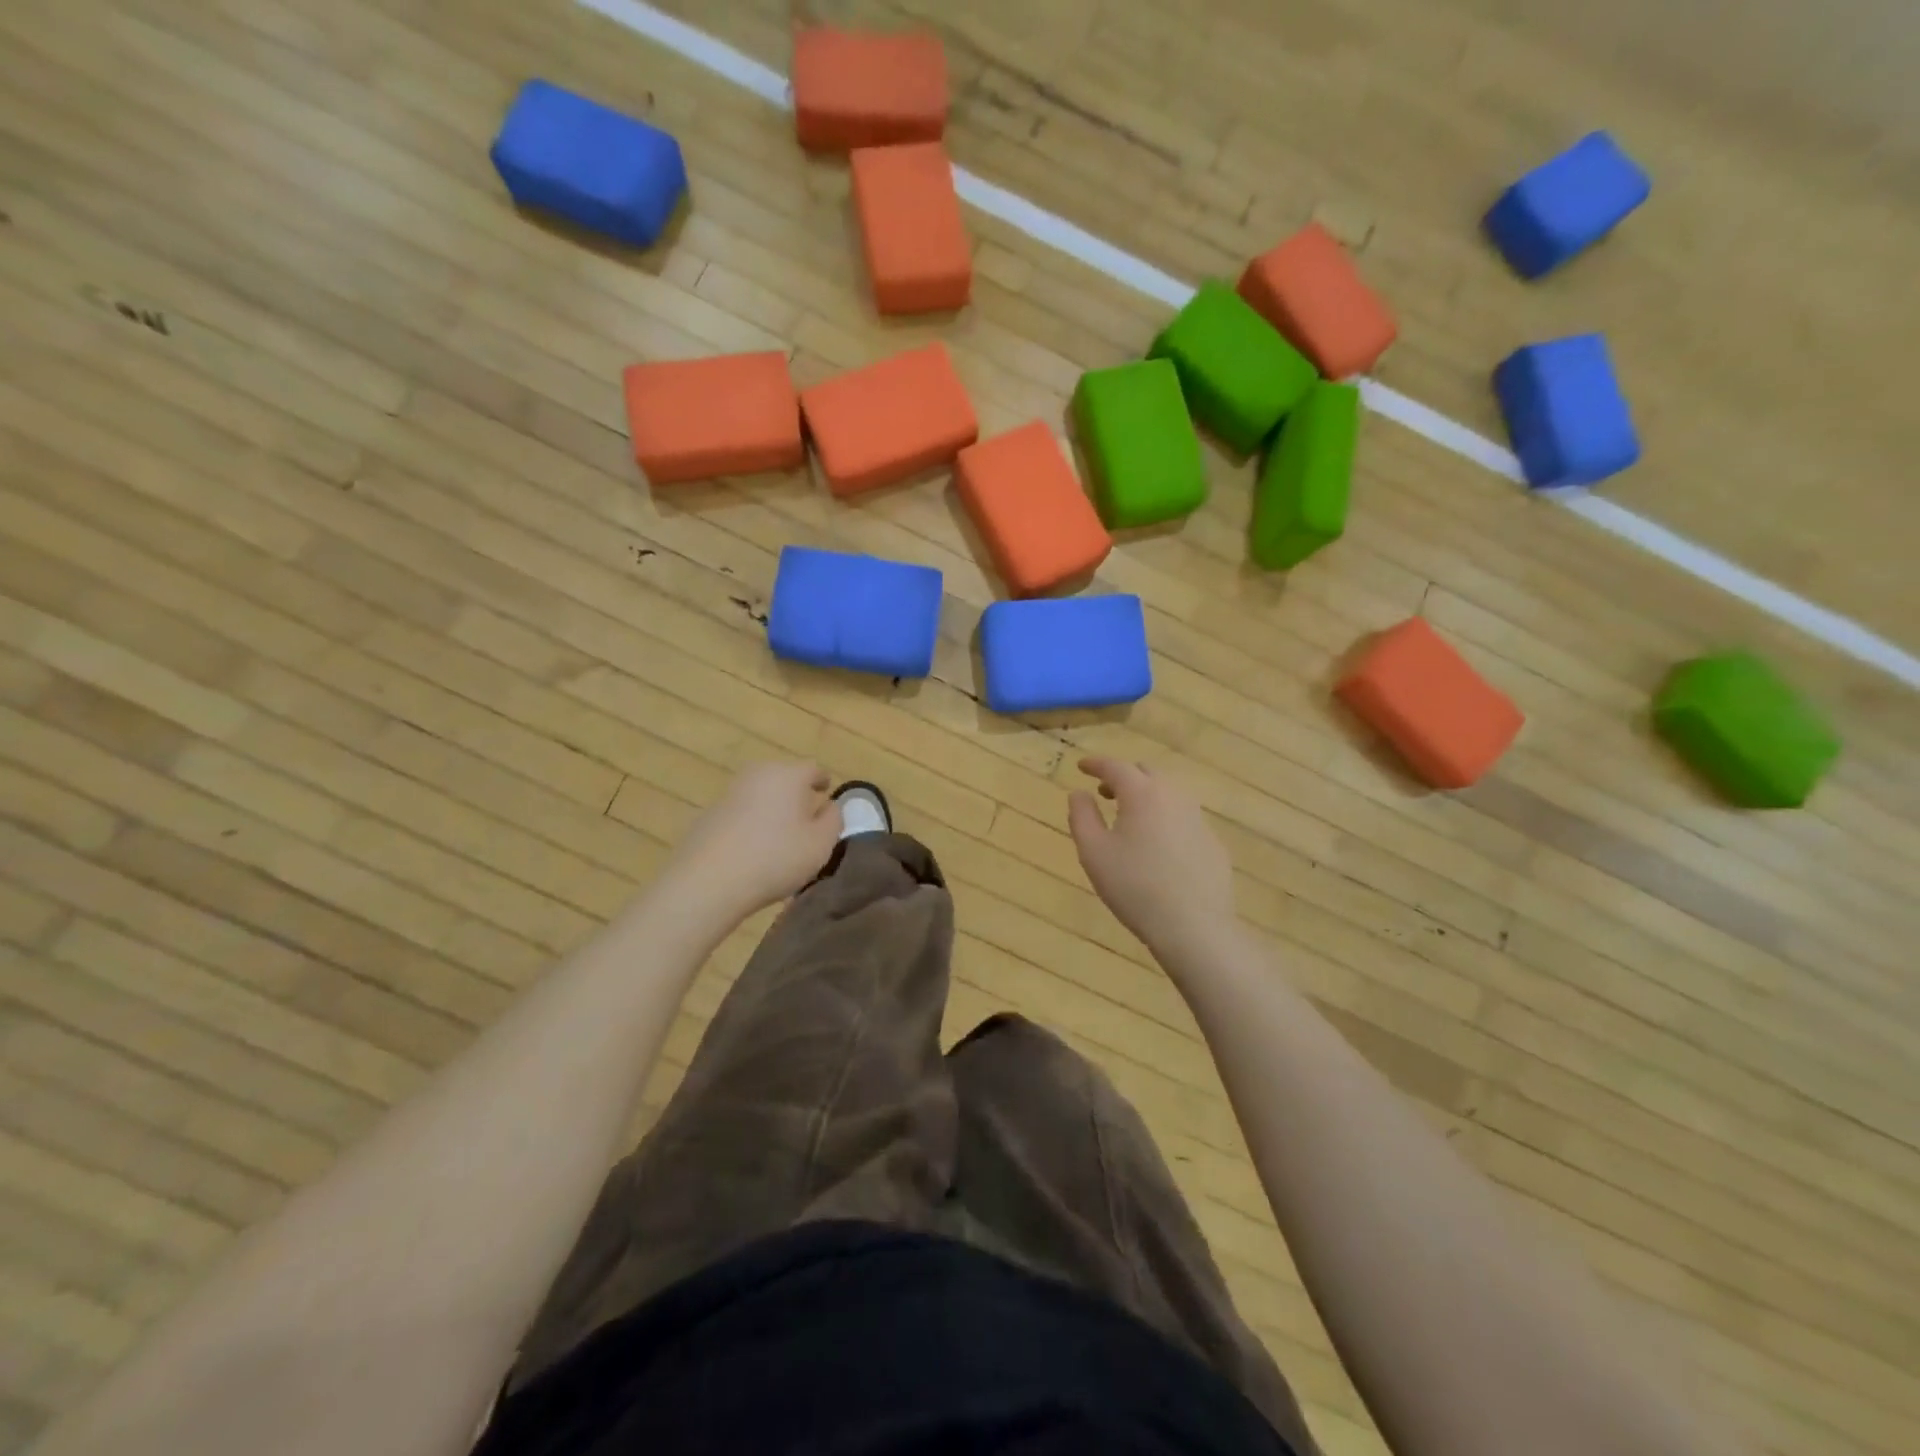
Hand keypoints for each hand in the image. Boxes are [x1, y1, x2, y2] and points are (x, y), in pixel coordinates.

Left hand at [666, 763, 840, 918]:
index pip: (814, 769)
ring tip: (780, 836)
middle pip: (784, 778)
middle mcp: (758, 774)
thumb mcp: (821, 844)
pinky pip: (741, 813)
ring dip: (772, 809)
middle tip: (806, 818)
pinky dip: (751, 823)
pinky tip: (753, 849)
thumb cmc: (775, 858)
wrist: (708, 881)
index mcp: (788, 775)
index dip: (823, 782)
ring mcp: (729, 793)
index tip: (826, 795)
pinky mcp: (709, 814)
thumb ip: (834, 820)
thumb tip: (829, 806)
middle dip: (797, 794)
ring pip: (761, 795)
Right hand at [1068, 757, 1235, 955]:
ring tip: (1130, 818)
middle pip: (1147, 773)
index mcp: (1142, 794)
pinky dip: (1166, 819)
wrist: (1194, 926)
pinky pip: (1185, 819)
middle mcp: (1174, 797)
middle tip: (1105, 792)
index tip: (1082, 766)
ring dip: (1147, 796)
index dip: (1096, 764)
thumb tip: (1079, 793)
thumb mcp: (1093, 852)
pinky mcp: (1213, 843)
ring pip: (1170, 794)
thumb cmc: (1134, 886)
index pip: (1116, 767)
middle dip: (1124, 776)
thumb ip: (1082, 816)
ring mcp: (1199, 819)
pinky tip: (1158, 847)